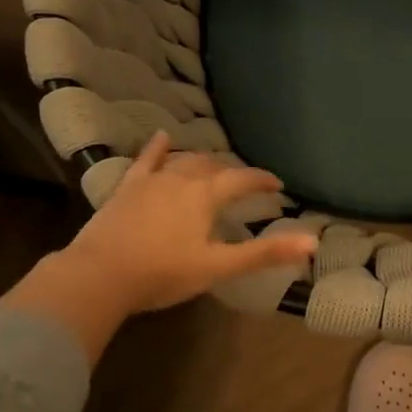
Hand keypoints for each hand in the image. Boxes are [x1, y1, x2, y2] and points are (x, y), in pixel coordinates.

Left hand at [0, 132, 318, 358]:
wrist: (99, 275)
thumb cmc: (163, 273)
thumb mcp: (218, 267)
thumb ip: (264, 253)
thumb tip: (313, 243)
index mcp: (206, 196)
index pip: (242, 180)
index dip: (262, 181)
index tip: (278, 185)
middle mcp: (181, 179)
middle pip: (214, 167)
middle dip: (233, 172)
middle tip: (244, 183)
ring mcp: (151, 181)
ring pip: (184, 161)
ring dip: (203, 161)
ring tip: (213, 166)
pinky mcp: (127, 188)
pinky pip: (145, 161)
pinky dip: (156, 148)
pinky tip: (162, 136)